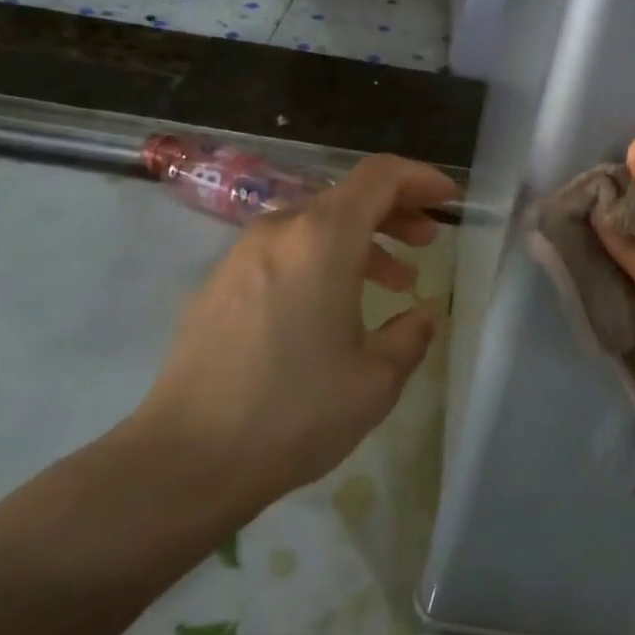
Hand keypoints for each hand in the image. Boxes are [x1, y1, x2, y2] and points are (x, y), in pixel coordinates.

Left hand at [128, 154, 456, 514]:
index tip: (447, 201)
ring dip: (361, 241)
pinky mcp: (219, 284)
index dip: (420, 179)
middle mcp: (280, 231)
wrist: (187, 458)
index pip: (379, 176)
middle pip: (347, 196)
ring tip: (394, 280)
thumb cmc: (295, 411)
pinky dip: (322, 260)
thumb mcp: (375, 379)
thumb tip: (425, 315)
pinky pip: (285, 251)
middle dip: (395, 211)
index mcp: (322, 239)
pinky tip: (335, 306)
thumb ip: (412, 335)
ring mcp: (242, 255)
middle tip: (427, 241)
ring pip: (315, 225)